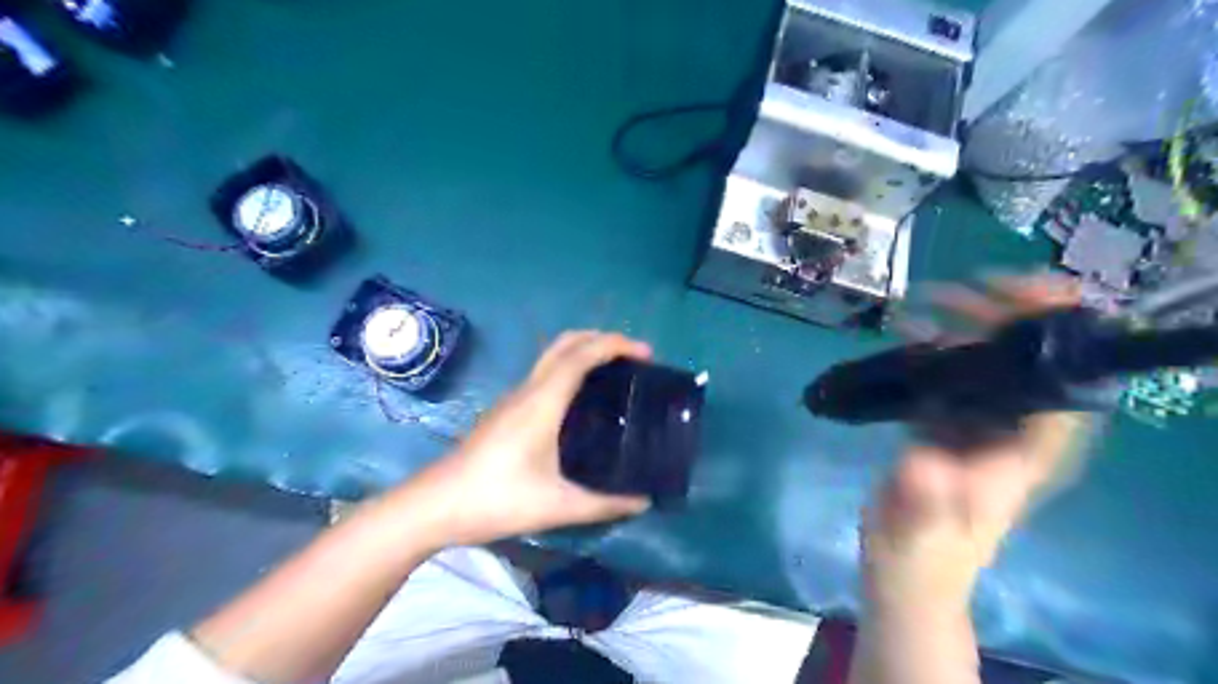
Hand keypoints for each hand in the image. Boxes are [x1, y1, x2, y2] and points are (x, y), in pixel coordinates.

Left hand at [405, 328, 655, 547]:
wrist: (434, 505)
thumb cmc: (496, 499)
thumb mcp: (557, 506)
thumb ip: (604, 504)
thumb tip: (643, 500)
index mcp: (542, 402)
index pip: (581, 355)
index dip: (615, 345)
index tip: (646, 354)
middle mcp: (528, 390)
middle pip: (565, 343)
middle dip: (601, 339)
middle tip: (633, 358)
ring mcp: (513, 398)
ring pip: (552, 357)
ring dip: (584, 352)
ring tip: (615, 374)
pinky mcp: (505, 411)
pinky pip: (544, 375)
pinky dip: (569, 370)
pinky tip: (582, 401)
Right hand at [864, 275, 1094, 612]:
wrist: (902, 564)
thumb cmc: (923, 551)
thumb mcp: (923, 529)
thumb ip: (926, 498)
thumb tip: (923, 462)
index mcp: (1027, 454)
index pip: (1067, 388)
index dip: (1061, 337)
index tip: (1032, 294)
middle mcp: (1012, 431)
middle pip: (1027, 364)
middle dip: (1003, 319)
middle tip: (961, 290)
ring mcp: (977, 424)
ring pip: (987, 364)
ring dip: (965, 326)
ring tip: (926, 301)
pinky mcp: (945, 422)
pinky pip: (948, 374)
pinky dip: (931, 347)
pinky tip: (906, 330)